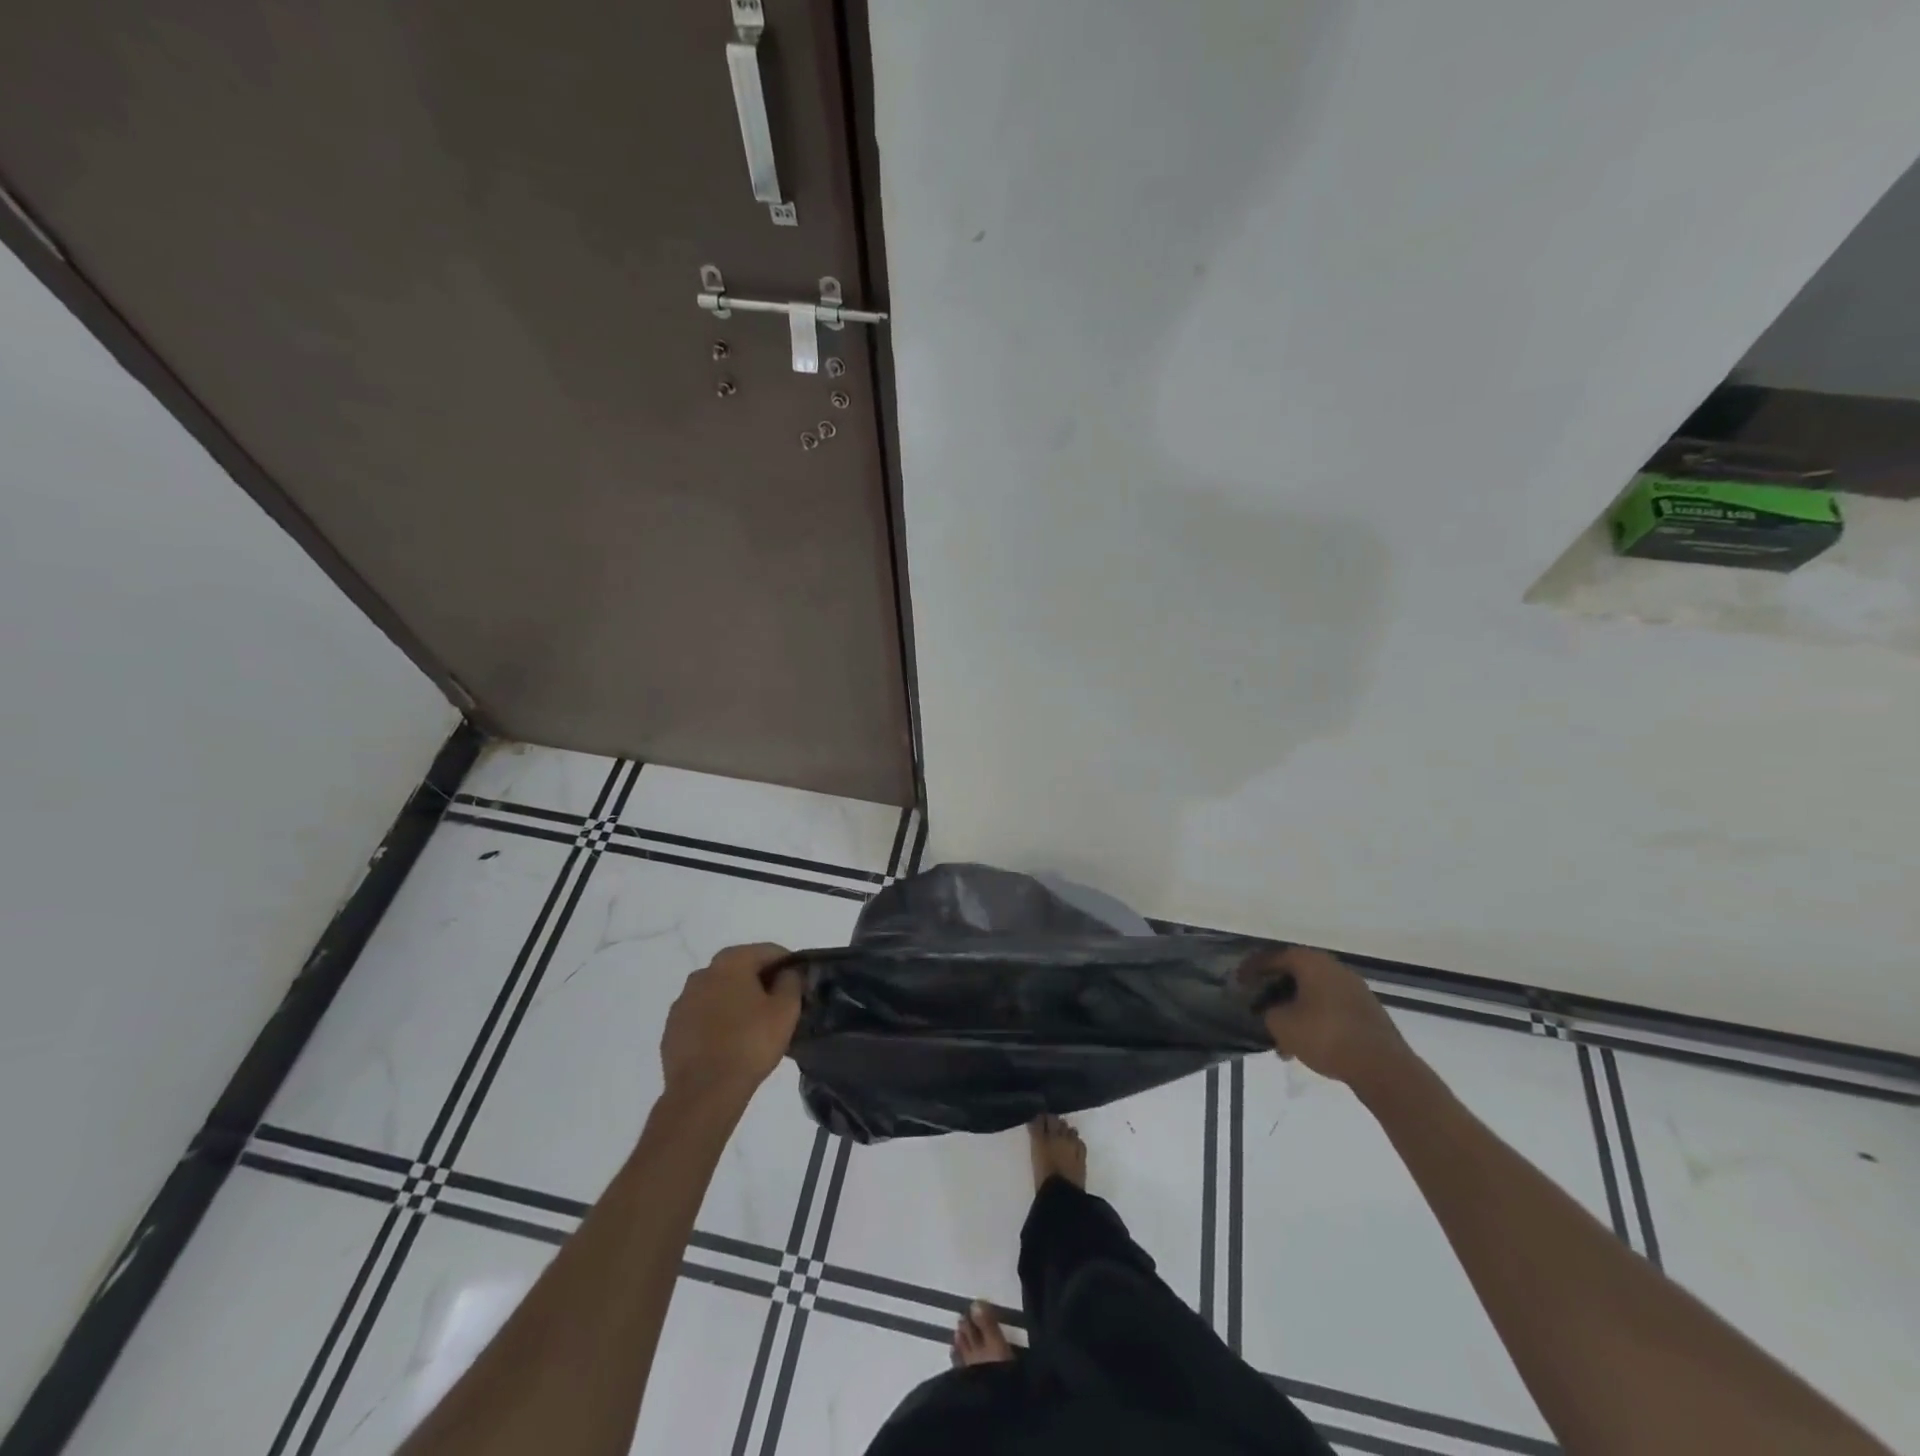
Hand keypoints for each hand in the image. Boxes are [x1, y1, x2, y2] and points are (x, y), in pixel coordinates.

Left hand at [661, 943, 801, 1104]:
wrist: (704, 1091)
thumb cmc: (750, 1043)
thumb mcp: (786, 1010)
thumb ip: (791, 982)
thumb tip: (787, 973)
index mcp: (731, 962)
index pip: (768, 951)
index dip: (788, 964)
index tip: (798, 984)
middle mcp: (702, 974)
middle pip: (740, 968)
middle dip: (760, 982)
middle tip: (778, 1005)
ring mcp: (682, 1002)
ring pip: (719, 992)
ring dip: (736, 1001)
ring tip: (753, 1027)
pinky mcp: (672, 1029)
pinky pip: (702, 1016)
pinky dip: (717, 1021)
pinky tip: (729, 1043)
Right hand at [1238, 945, 1413, 1091]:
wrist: (1382, 1067)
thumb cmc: (1325, 1036)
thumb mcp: (1281, 1024)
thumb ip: (1269, 1011)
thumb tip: (1272, 1010)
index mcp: (1311, 962)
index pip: (1274, 957)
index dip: (1252, 969)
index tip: (1238, 981)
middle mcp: (1334, 968)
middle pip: (1296, 974)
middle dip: (1275, 991)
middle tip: (1259, 1005)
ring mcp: (1355, 990)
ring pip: (1314, 994)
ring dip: (1295, 1010)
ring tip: (1281, 1036)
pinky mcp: (1367, 1013)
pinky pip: (1330, 1009)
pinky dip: (1314, 1020)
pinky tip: (1305, 1044)